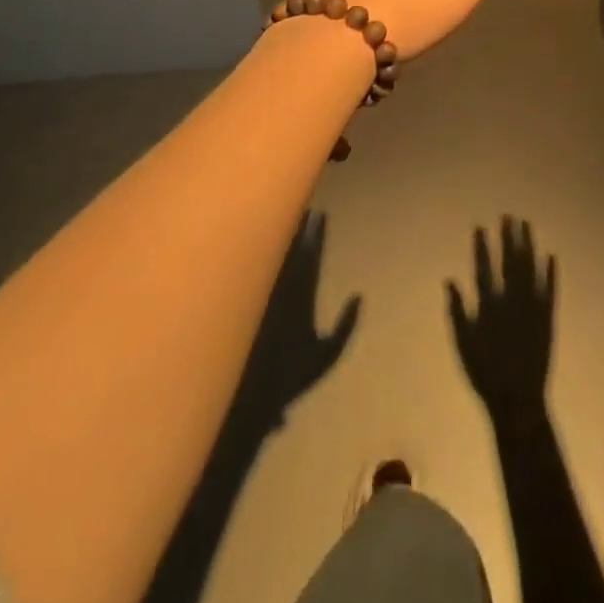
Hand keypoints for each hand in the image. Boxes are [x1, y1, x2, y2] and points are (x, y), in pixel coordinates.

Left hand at [231, 212, 359, 432]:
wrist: (246, 397)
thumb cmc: (291, 377)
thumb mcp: (327, 355)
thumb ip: (345, 326)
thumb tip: (358, 296)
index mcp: (303, 293)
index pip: (312, 254)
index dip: (317, 233)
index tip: (321, 213)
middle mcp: (282, 286)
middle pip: (290, 246)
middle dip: (297, 225)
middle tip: (300, 205)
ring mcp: (262, 292)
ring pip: (270, 254)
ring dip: (276, 235)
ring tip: (279, 216)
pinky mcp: (246, 303)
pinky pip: (252, 269)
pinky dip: (256, 253)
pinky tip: (256, 244)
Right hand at [447, 218, 554, 421]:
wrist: (517, 401)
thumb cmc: (485, 374)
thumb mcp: (462, 343)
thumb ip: (457, 310)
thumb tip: (449, 280)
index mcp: (489, 306)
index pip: (483, 268)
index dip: (482, 246)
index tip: (480, 226)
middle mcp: (511, 301)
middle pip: (510, 262)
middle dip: (508, 237)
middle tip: (508, 216)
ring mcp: (531, 308)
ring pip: (531, 269)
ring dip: (528, 246)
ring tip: (527, 225)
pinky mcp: (548, 319)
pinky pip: (550, 290)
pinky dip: (550, 273)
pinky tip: (551, 255)